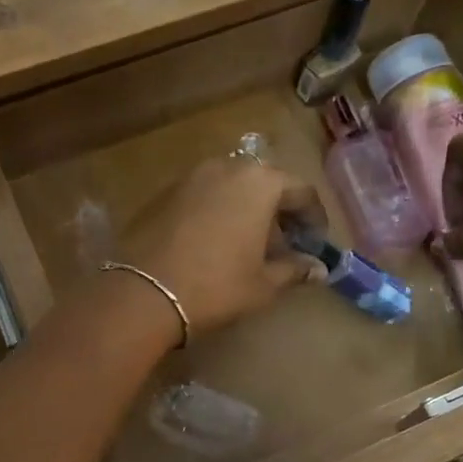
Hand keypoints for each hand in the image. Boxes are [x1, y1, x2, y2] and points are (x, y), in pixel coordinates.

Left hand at [119, 158, 325, 335]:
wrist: (144, 293)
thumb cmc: (216, 286)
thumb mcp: (264, 284)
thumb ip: (294, 270)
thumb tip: (318, 269)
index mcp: (260, 182)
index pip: (301, 191)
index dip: (314, 218)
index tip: (315, 243)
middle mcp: (226, 168)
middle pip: (265, 183)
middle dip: (279, 211)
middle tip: (283, 245)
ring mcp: (191, 177)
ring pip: (232, 187)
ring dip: (246, 209)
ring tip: (249, 245)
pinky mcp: (164, 193)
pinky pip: (204, 195)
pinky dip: (218, 211)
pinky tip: (215, 242)